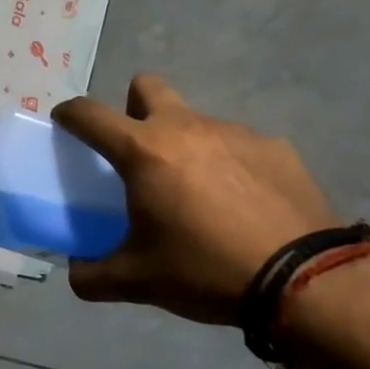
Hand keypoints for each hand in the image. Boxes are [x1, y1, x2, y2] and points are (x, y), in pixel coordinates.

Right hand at [51, 74, 337, 323]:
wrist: (305, 282)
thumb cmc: (205, 270)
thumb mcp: (137, 281)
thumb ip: (92, 275)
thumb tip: (76, 271)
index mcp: (143, 151)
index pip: (89, 113)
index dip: (69, 113)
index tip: (64, 123)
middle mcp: (185, 127)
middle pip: (146, 86)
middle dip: (133, 106)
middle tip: (140, 150)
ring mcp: (235, 132)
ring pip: (196, 120)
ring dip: (186, 144)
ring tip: (201, 194)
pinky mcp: (276, 147)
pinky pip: (239, 145)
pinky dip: (231, 165)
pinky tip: (244, 204)